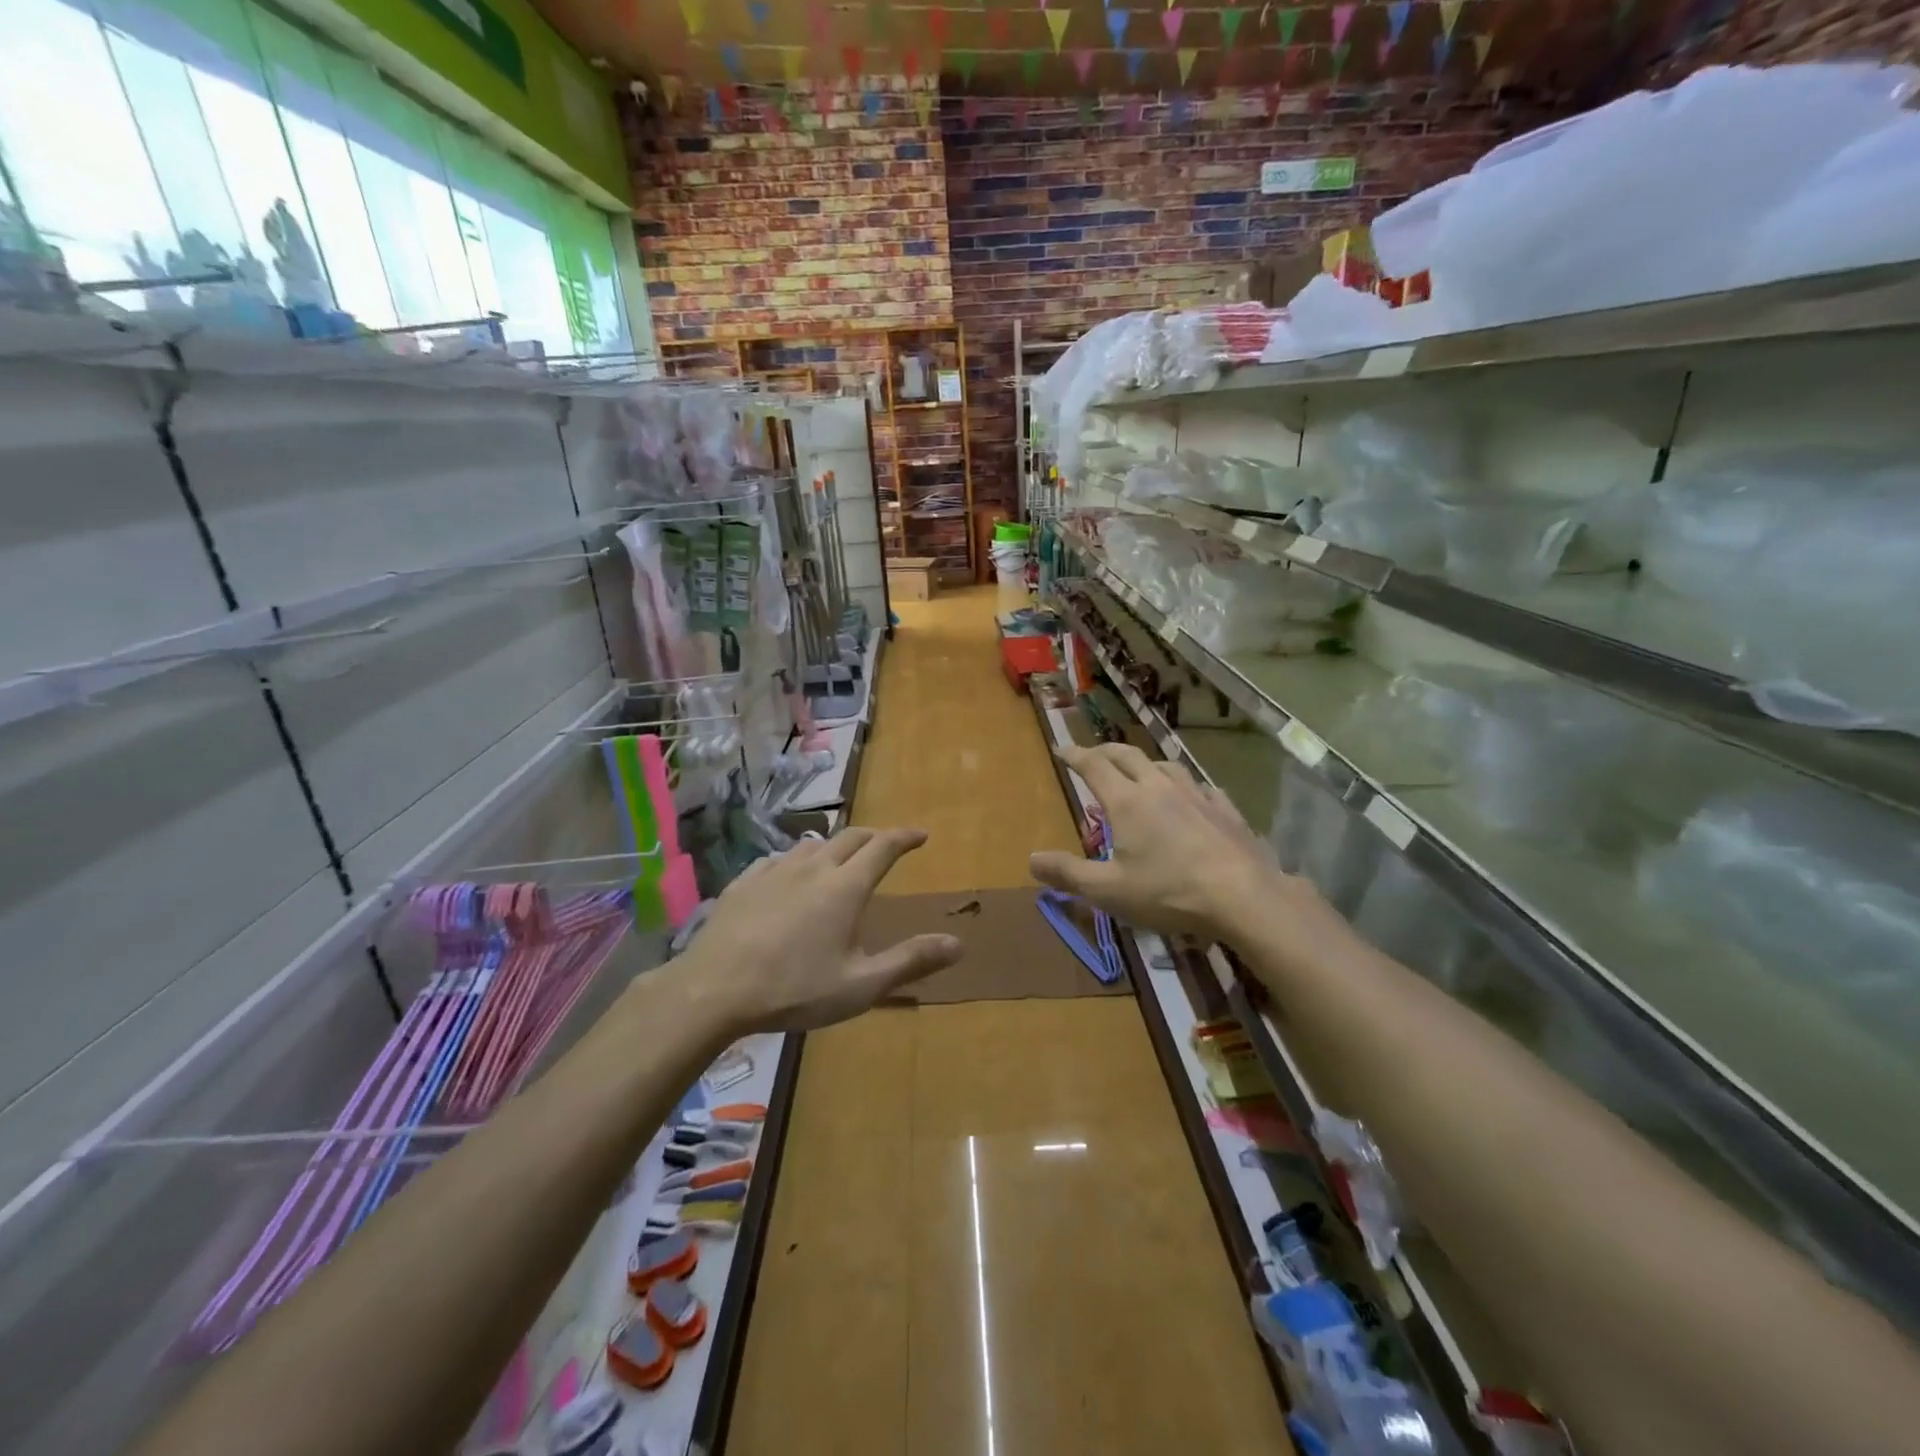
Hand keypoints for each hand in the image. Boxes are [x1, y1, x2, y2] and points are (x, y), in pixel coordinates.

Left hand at [677, 828, 963, 1033]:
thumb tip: (958, 943)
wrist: (713, 990)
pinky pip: (777, 859)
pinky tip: (789, 875)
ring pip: (812, 844)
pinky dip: (796, 860)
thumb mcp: (860, 985)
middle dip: (874, 836)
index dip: (905, 837)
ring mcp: (774, 871)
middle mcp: (813, 868)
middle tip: (886, 845)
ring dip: (834, 846)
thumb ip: (910, 962)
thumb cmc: (794, 990)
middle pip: (850, 837)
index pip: (883, 847)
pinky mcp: (744, 883)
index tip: (921, 835)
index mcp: (845, 887)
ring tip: (840, 859)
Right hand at [1029, 743, 1297, 939]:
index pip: (1094, 766)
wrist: (1244, 896)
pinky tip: (1192, 796)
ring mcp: (1197, 795)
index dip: (1075, 755)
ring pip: (1166, 765)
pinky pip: (1201, 787)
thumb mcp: (1108, 890)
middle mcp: (1159, 787)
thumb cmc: (1168, 892)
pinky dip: (1185, 785)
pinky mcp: (1225, 810)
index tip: (1061, 748)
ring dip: (1146, 763)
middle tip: (1093, 754)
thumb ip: (1068, 874)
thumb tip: (1031, 859)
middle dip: (1106, 751)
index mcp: (1127, 801)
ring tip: (1140, 771)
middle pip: (1128, 756)